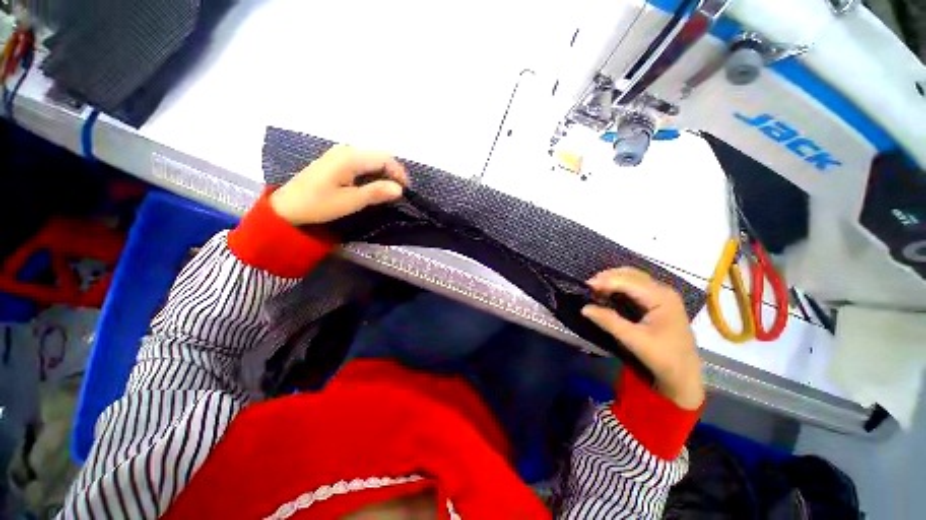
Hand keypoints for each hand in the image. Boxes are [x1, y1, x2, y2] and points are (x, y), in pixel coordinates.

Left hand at [269, 145, 408, 225]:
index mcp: (350, 158)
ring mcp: (340, 153)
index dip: (399, 173)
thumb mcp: (350, 201)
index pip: (384, 158)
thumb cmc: (318, 204)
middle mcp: (346, 150)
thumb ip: (376, 192)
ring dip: (383, 173)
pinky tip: (372, 185)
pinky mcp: (336, 160)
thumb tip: (399, 189)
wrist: (287, 206)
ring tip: (388, 191)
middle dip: (393, 172)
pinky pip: (362, 161)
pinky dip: (372, 172)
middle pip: (379, 156)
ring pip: (371, 158)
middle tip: (398, 192)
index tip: (405, 191)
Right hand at [581, 267, 704, 409]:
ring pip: (631, 278)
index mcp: (661, 297)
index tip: (585, 287)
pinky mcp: (657, 302)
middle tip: (588, 288)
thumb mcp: (634, 340)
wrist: (685, 376)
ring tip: (594, 290)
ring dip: (611, 281)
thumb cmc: (663, 357)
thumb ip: (609, 321)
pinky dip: (618, 287)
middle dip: (607, 278)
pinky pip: (634, 286)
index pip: (627, 281)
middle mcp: (662, 290)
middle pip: (630, 274)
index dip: (605, 281)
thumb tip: (584, 308)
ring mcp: (661, 295)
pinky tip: (607, 294)